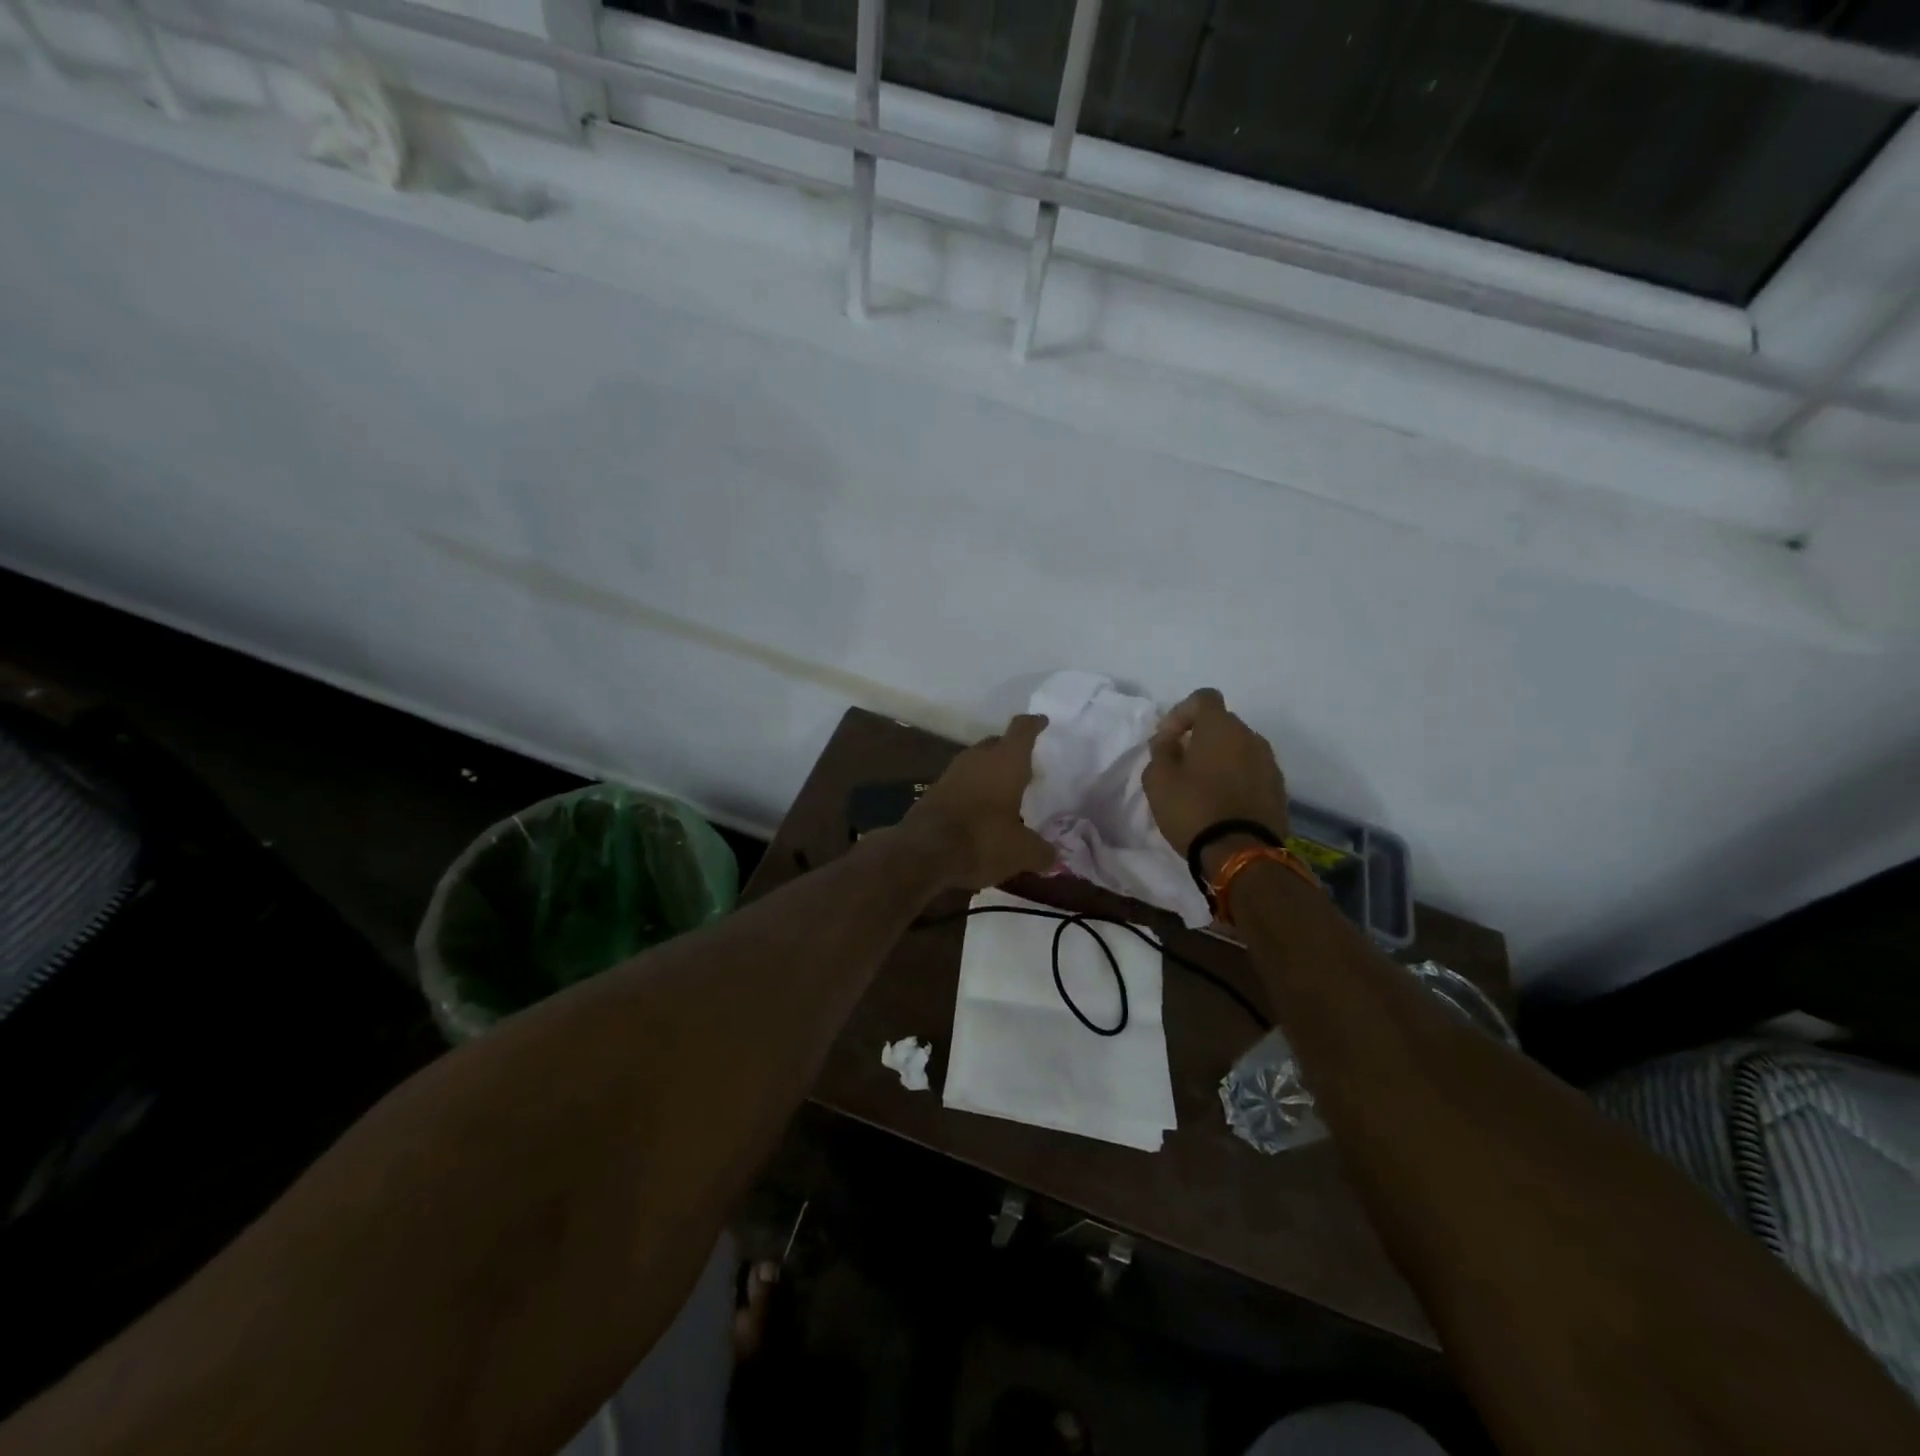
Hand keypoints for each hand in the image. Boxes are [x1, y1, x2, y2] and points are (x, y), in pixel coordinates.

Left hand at [903, 714, 1056, 888]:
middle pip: (997, 743)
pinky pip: (962, 782)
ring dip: (990, 772)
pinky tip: (981, 809)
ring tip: (1005, 790)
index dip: (1034, 724)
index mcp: (1006, 761)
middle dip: (1010, 751)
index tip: (1041, 721)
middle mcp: (978, 758)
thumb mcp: (1022, 851)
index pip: (1022, 730)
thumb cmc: (983, 839)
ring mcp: (953, 772)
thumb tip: (1052, 857)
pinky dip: (973, 790)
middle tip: (1026, 765)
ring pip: (977, 762)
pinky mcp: (934, 791)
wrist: (923, 851)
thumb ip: (1041, 851)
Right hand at [1142, 689, 1289, 861]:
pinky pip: (1252, 771)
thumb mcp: (1158, 779)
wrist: (1242, 854)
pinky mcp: (1279, 789)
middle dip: (1200, 737)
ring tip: (1201, 786)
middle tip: (1180, 764)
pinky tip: (1221, 803)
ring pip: (1239, 748)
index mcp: (1221, 728)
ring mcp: (1270, 763)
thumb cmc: (1193, 809)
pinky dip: (1236, 778)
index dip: (1181, 712)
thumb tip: (1168, 739)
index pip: (1203, 698)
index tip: (1168, 739)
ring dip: (1219, 759)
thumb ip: (1160, 750)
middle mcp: (1251, 737)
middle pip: (1222, 724)